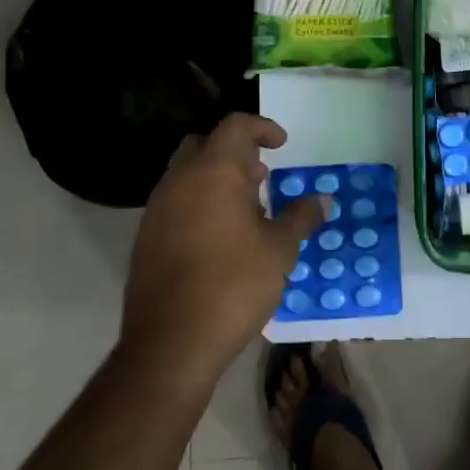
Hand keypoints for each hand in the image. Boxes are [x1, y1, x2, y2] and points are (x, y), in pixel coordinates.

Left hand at [122, 113, 327, 389]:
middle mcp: (179, 180)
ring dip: (215, 178)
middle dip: (234, 152)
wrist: (171, 343)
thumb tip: (322, 199)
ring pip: (186, 174)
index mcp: (213, 172)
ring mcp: (157, 209)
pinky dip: (198, 202)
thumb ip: (301, 217)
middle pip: (204, 144)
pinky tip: (220, 236)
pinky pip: (175, 202)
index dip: (262, 128)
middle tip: (261, 176)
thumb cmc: (234, 284)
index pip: (235, 126)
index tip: (282, 145)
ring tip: (246, 209)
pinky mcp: (146, 237)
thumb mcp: (280, 249)